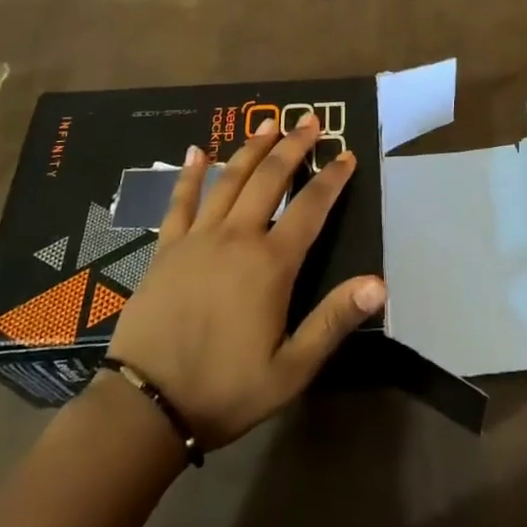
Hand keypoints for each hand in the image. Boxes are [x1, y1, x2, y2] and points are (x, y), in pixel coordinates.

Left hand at [106, 115, 386, 449]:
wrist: (147, 406)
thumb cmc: (225, 390)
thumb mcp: (291, 369)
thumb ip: (333, 321)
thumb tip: (379, 283)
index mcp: (271, 264)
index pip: (310, 207)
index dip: (332, 178)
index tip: (347, 154)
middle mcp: (237, 238)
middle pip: (270, 179)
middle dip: (294, 146)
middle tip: (311, 120)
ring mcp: (198, 238)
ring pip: (230, 179)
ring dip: (252, 148)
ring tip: (269, 122)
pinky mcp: (166, 248)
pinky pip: (180, 201)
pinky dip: (191, 174)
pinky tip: (197, 151)